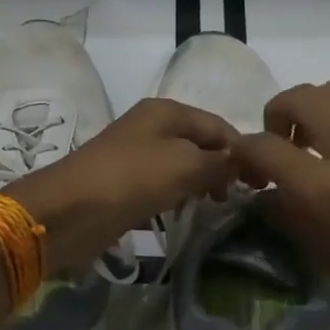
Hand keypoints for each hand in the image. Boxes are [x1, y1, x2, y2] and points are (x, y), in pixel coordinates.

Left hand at [7, 98, 237, 274]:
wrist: (67, 211)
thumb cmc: (131, 179)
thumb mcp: (185, 166)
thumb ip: (220, 163)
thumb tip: (245, 164)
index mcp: (166, 111)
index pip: (219, 125)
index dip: (242, 151)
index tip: (262, 183)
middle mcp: (151, 128)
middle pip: (199, 145)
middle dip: (221, 169)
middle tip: (239, 199)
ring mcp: (135, 157)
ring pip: (181, 168)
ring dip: (199, 187)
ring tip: (216, 210)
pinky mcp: (123, 186)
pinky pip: (161, 189)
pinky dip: (176, 200)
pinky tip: (186, 217)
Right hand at [231, 77, 329, 329]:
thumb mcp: (321, 252)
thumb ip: (286, 210)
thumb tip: (264, 187)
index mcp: (326, 190)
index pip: (264, 146)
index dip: (243, 151)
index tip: (244, 164)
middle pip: (301, 98)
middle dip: (277, 116)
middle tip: (281, 145)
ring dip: (318, 107)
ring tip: (320, 139)